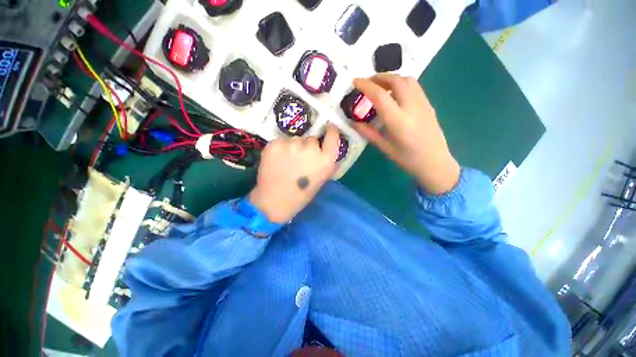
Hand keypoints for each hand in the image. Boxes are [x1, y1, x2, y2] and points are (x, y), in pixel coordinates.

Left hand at [249, 125, 340, 222]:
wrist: (275, 201)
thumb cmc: (301, 194)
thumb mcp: (322, 178)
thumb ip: (325, 160)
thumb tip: (324, 145)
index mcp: (325, 160)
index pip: (333, 135)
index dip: (331, 130)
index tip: (328, 128)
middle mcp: (310, 149)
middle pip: (311, 138)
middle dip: (308, 146)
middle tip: (300, 160)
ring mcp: (291, 145)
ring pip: (295, 139)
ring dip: (293, 147)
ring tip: (287, 162)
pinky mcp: (275, 144)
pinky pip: (282, 141)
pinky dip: (281, 148)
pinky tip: (278, 161)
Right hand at [353, 74, 459, 194]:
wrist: (435, 163)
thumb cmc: (407, 159)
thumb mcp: (385, 148)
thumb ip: (368, 133)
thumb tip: (353, 123)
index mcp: (399, 122)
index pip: (380, 96)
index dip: (366, 86)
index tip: (355, 82)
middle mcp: (412, 108)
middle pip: (396, 80)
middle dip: (379, 77)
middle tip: (367, 82)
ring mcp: (423, 104)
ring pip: (407, 79)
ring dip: (391, 77)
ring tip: (380, 86)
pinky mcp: (428, 104)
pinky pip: (414, 86)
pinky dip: (401, 83)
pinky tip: (394, 93)